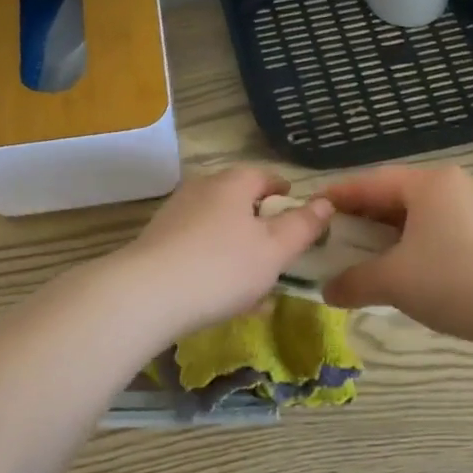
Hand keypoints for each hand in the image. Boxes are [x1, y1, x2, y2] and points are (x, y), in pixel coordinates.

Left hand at [119, 168, 331, 336]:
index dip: (282, 190)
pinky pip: (196, 250)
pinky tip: (222, 296)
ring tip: (253, 278)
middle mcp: (200, 191)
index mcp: (232, 184)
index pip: (263, 175)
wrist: (146, 295)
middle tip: (277, 246)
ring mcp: (174, 217)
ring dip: (236, 247)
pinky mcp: (156, 245)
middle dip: (258, 221)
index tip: (294, 206)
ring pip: (216, 228)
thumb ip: (303, 226)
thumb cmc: (222, 266)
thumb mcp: (275, 249)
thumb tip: (325, 203)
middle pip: (237, 200)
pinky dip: (214, 264)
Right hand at [319, 165, 472, 339]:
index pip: (370, 182)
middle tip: (333, 237)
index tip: (311, 209)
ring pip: (418, 215)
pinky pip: (438, 230)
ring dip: (387, 233)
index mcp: (428, 183)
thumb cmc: (451, 280)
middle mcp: (453, 185)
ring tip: (362, 255)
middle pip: (394, 196)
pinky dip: (412, 244)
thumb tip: (327, 292)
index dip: (337, 196)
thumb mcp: (393, 281)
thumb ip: (353, 282)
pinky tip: (401, 267)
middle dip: (361, 217)